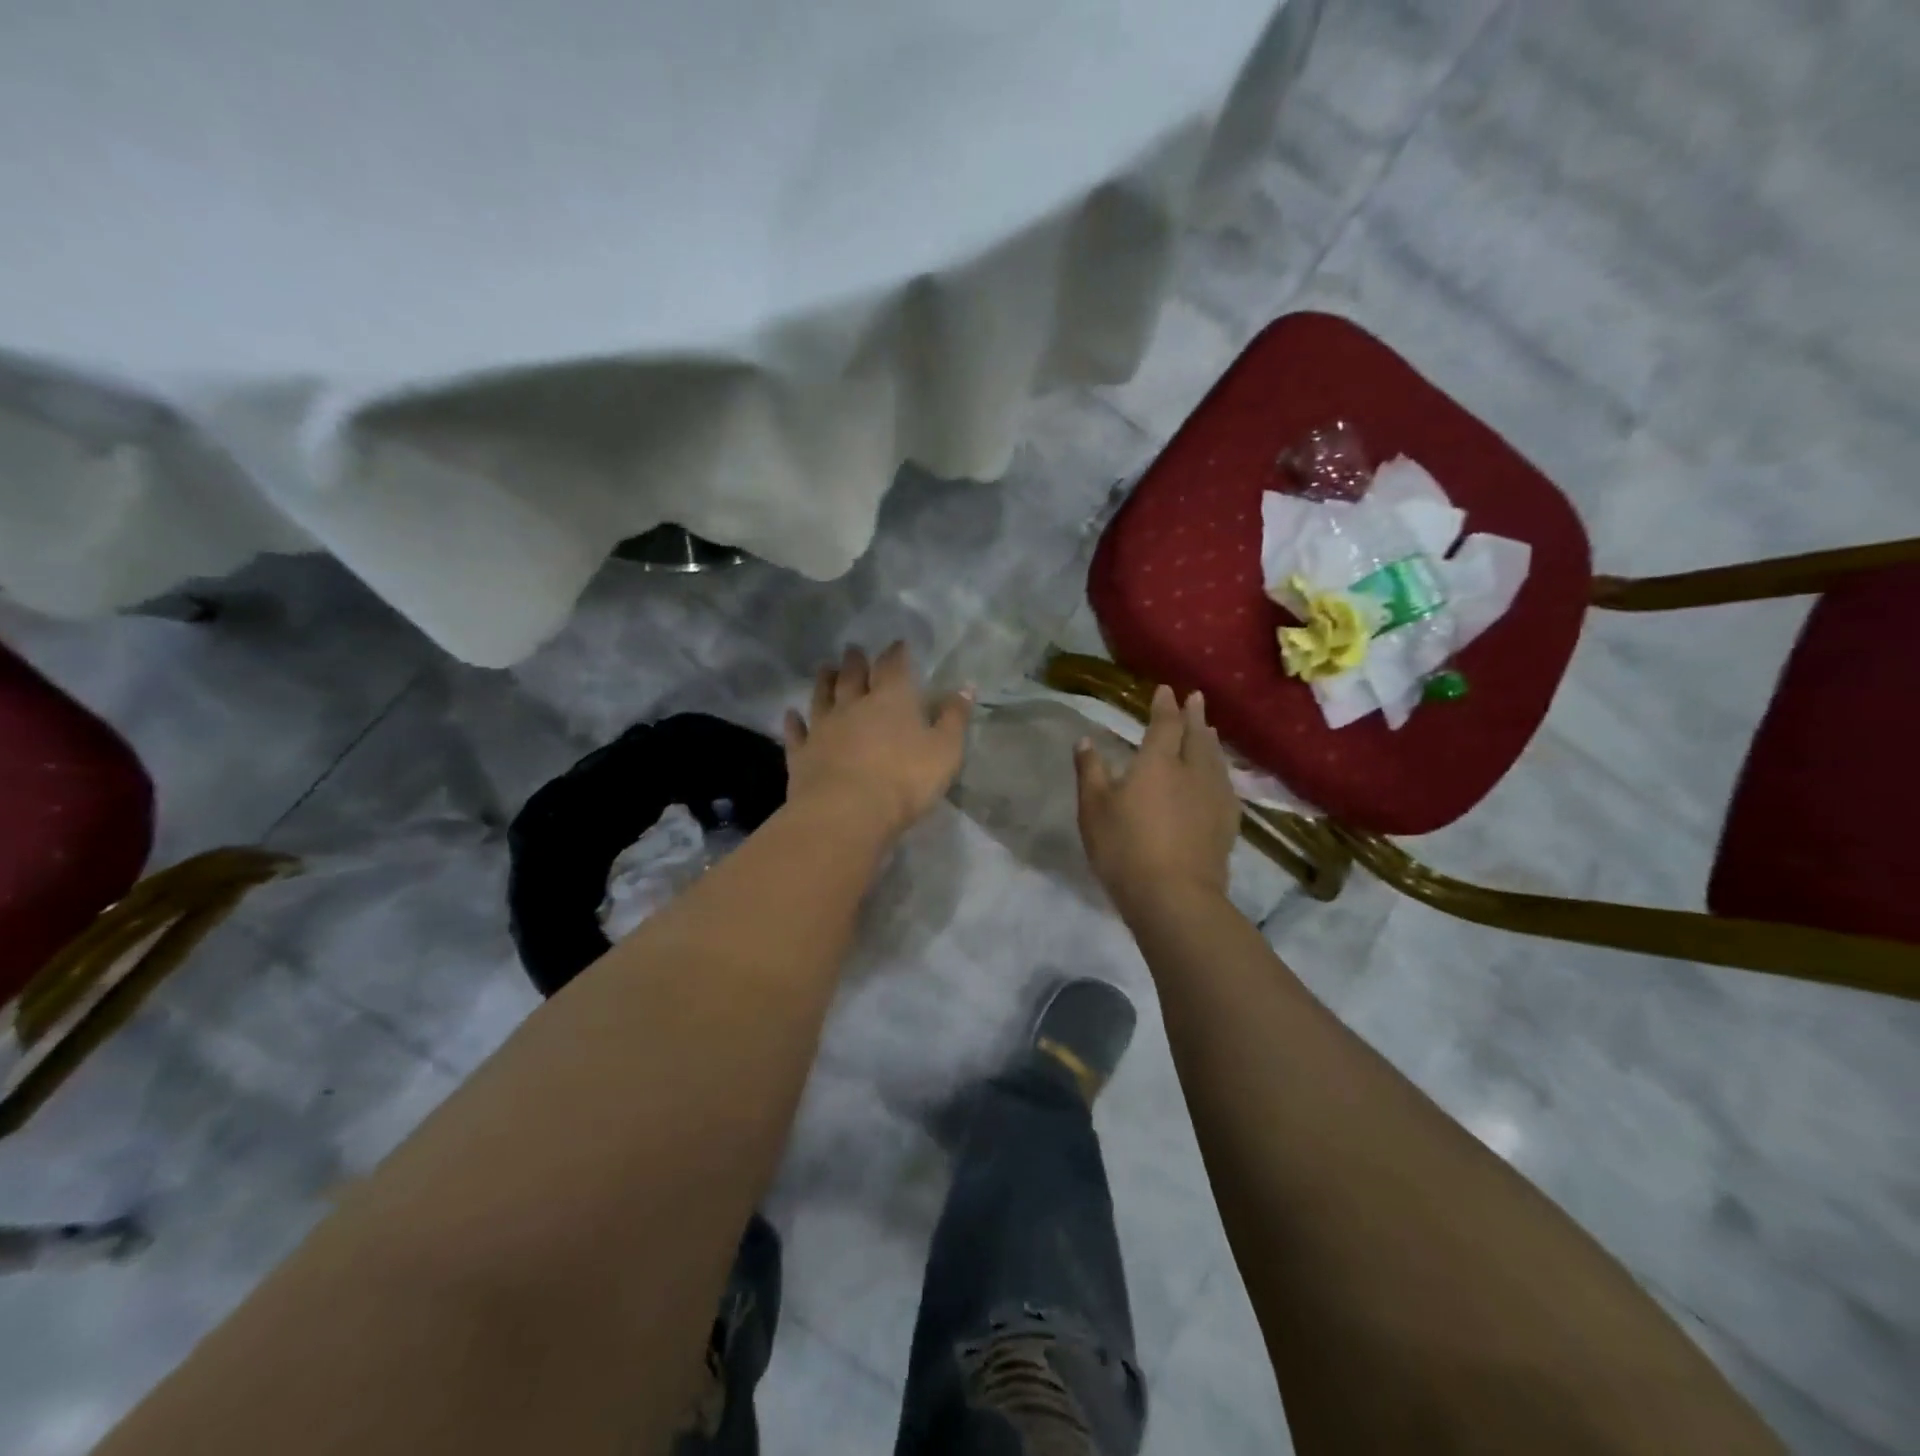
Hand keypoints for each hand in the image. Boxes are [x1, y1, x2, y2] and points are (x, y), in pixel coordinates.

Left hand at [783, 643, 972, 840]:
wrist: (847, 812)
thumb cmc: (904, 780)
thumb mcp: (945, 750)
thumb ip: (954, 718)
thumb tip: (966, 688)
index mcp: (891, 699)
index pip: (894, 666)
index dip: (896, 653)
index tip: (897, 644)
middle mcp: (853, 705)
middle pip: (853, 676)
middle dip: (856, 661)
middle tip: (853, 649)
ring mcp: (823, 728)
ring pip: (822, 696)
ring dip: (824, 681)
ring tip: (825, 669)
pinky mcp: (802, 754)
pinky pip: (796, 732)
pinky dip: (794, 722)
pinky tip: (791, 714)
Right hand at [1075, 685, 1240, 916]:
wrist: (1175, 896)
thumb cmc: (1125, 848)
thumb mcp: (1094, 809)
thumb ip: (1090, 771)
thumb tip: (1085, 740)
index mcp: (1158, 762)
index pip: (1165, 724)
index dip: (1165, 706)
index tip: (1166, 690)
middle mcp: (1192, 771)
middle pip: (1197, 736)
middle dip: (1195, 715)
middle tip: (1197, 698)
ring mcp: (1215, 796)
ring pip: (1215, 758)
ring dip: (1211, 740)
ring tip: (1210, 730)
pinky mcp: (1227, 822)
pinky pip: (1226, 783)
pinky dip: (1220, 769)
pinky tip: (1219, 777)